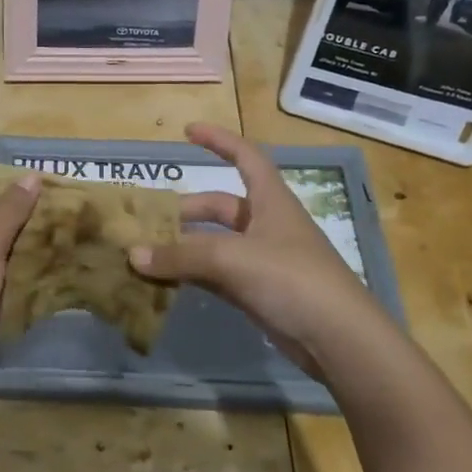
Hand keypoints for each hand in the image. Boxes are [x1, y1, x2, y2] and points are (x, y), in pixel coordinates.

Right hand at [129, 123, 398, 379]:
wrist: (338, 339)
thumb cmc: (291, 279)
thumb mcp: (232, 259)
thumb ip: (181, 256)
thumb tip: (133, 254)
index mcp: (271, 201)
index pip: (245, 157)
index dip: (219, 140)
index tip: (188, 131)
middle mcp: (267, 225)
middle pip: (219, 206)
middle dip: (184, 210)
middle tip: (147, 220)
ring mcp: (263, 260)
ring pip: (214, 243)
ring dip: (184, 246)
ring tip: (146, 251)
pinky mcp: (258, 292)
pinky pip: (217, 274)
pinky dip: (192, 274)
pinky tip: (165, 281)